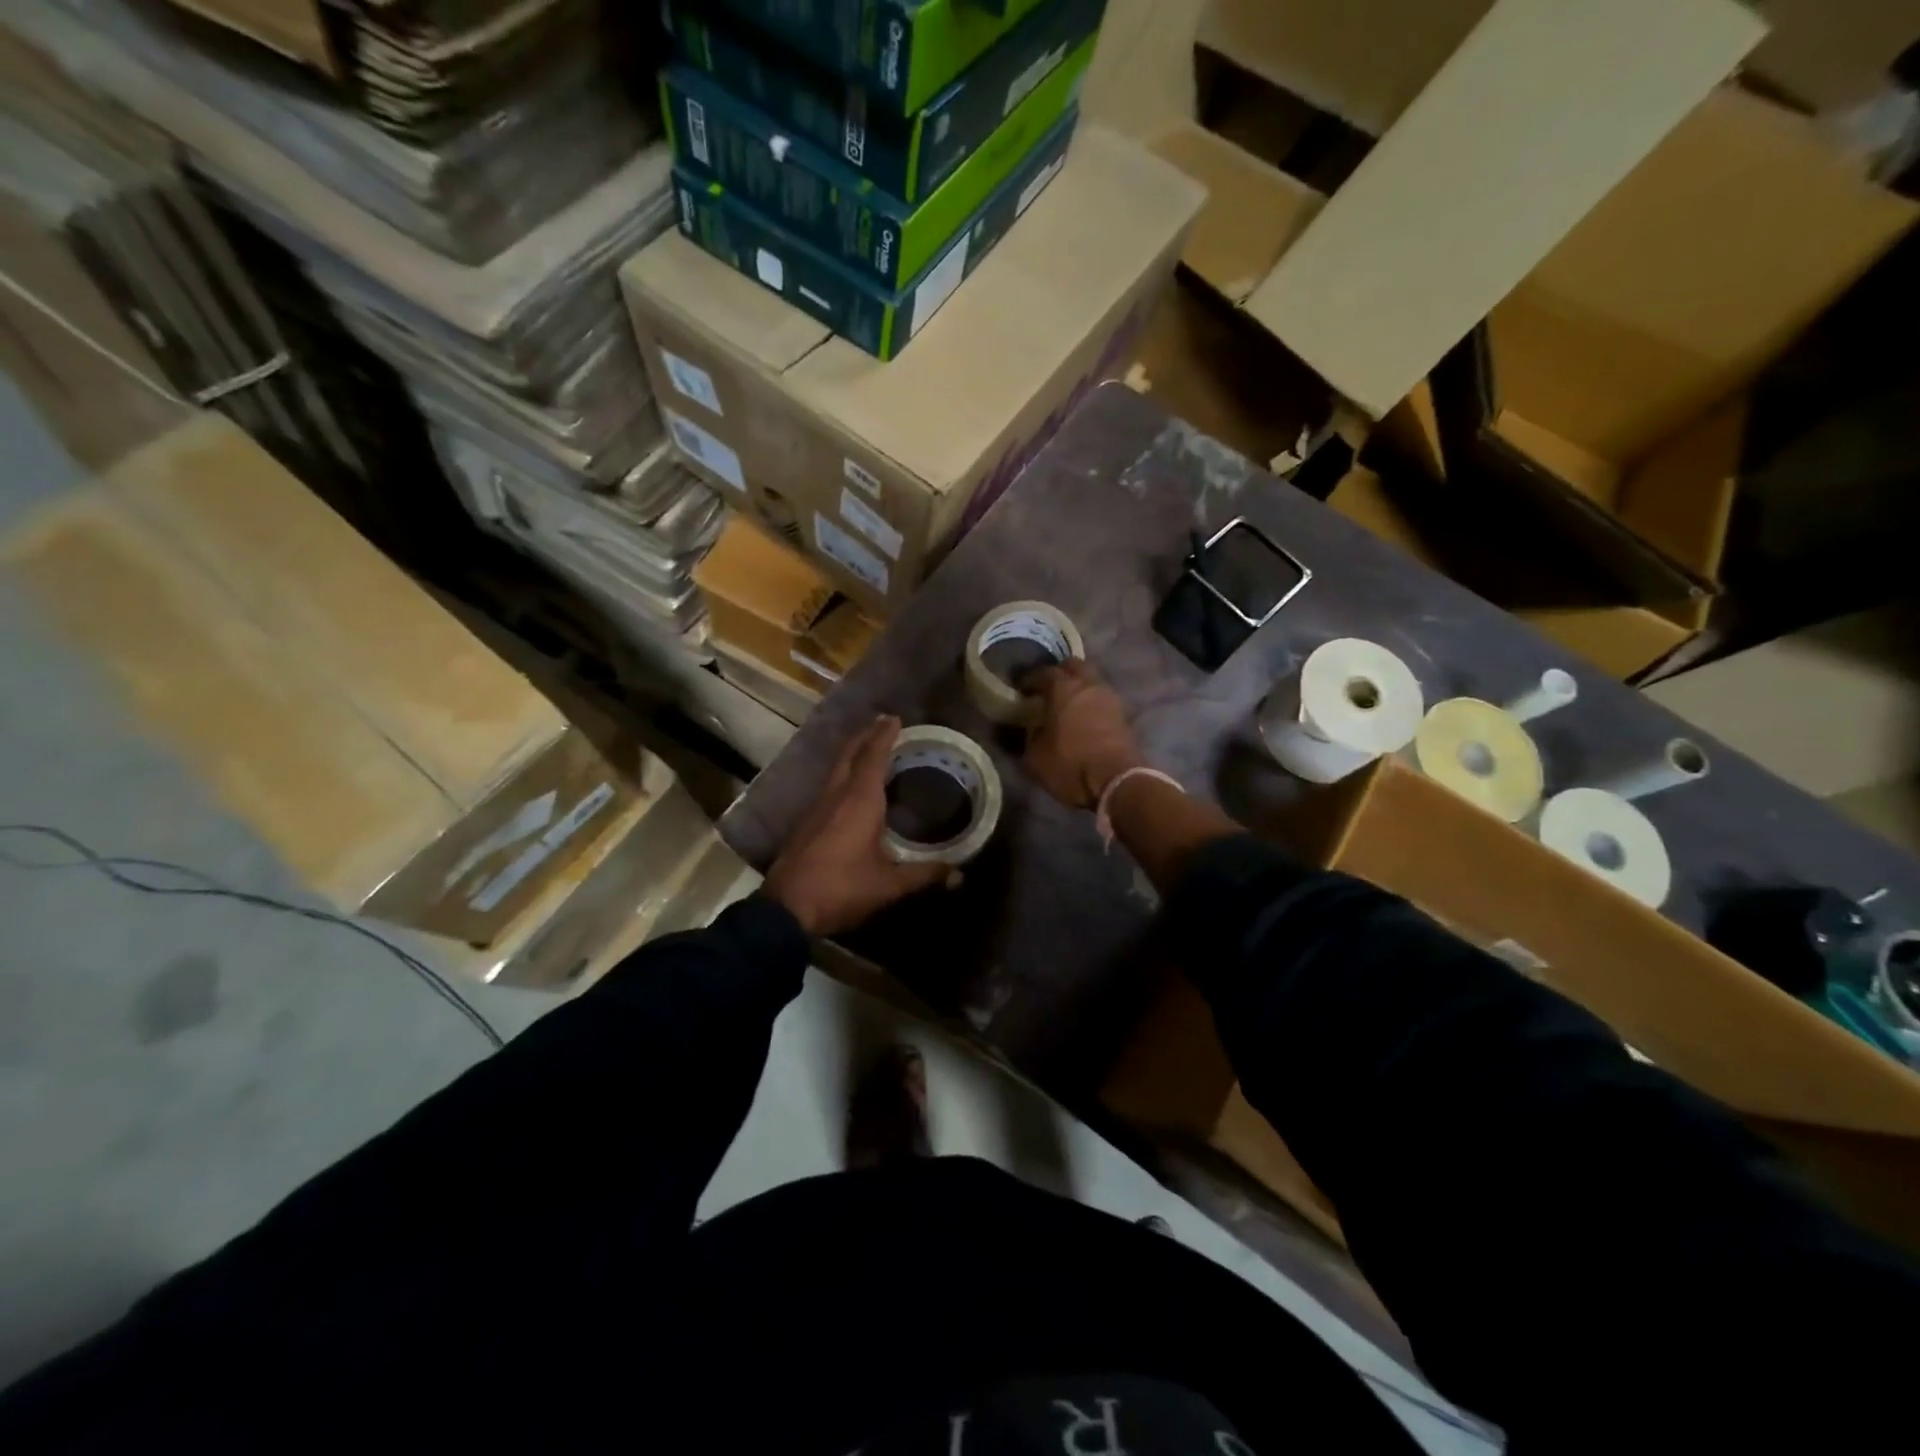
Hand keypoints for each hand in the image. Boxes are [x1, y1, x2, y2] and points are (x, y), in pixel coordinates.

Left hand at [764, 715, 949, 936]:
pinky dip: (844, 774)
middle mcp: (836, 795)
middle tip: (883, 724)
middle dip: (866, 736)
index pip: (874, 756)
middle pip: (850, 754)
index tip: (895, 718)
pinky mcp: (806, 822)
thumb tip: (959, 875)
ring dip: (853, 754)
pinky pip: (829, 785)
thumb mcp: (889, 885)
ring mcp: (817, 807)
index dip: (885, 735)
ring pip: (837, 769)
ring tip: (871, 750)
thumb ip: (924, 875)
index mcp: (859, 800)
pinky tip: (851, 788)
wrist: (787, 908)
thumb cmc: (842, 888)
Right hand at [1023, 660, 1143, 809]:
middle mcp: (1088, 685)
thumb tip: (1032, 729)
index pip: (1044, 672)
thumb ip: (1030, 736)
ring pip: (1092, 681)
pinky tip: (1084, 718)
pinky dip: (1092, 703)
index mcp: (1063, 688)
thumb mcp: (1035, 756)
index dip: (1031, 679)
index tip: (1023, 689)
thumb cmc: (1070, 764)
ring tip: (1068, 704)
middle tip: (1049, 688)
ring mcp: (1110, 698)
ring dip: (1080, 688)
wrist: (1116, 781)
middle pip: (1074, 666)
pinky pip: (1103, 699)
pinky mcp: (1124, 715)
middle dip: (1061, 673)